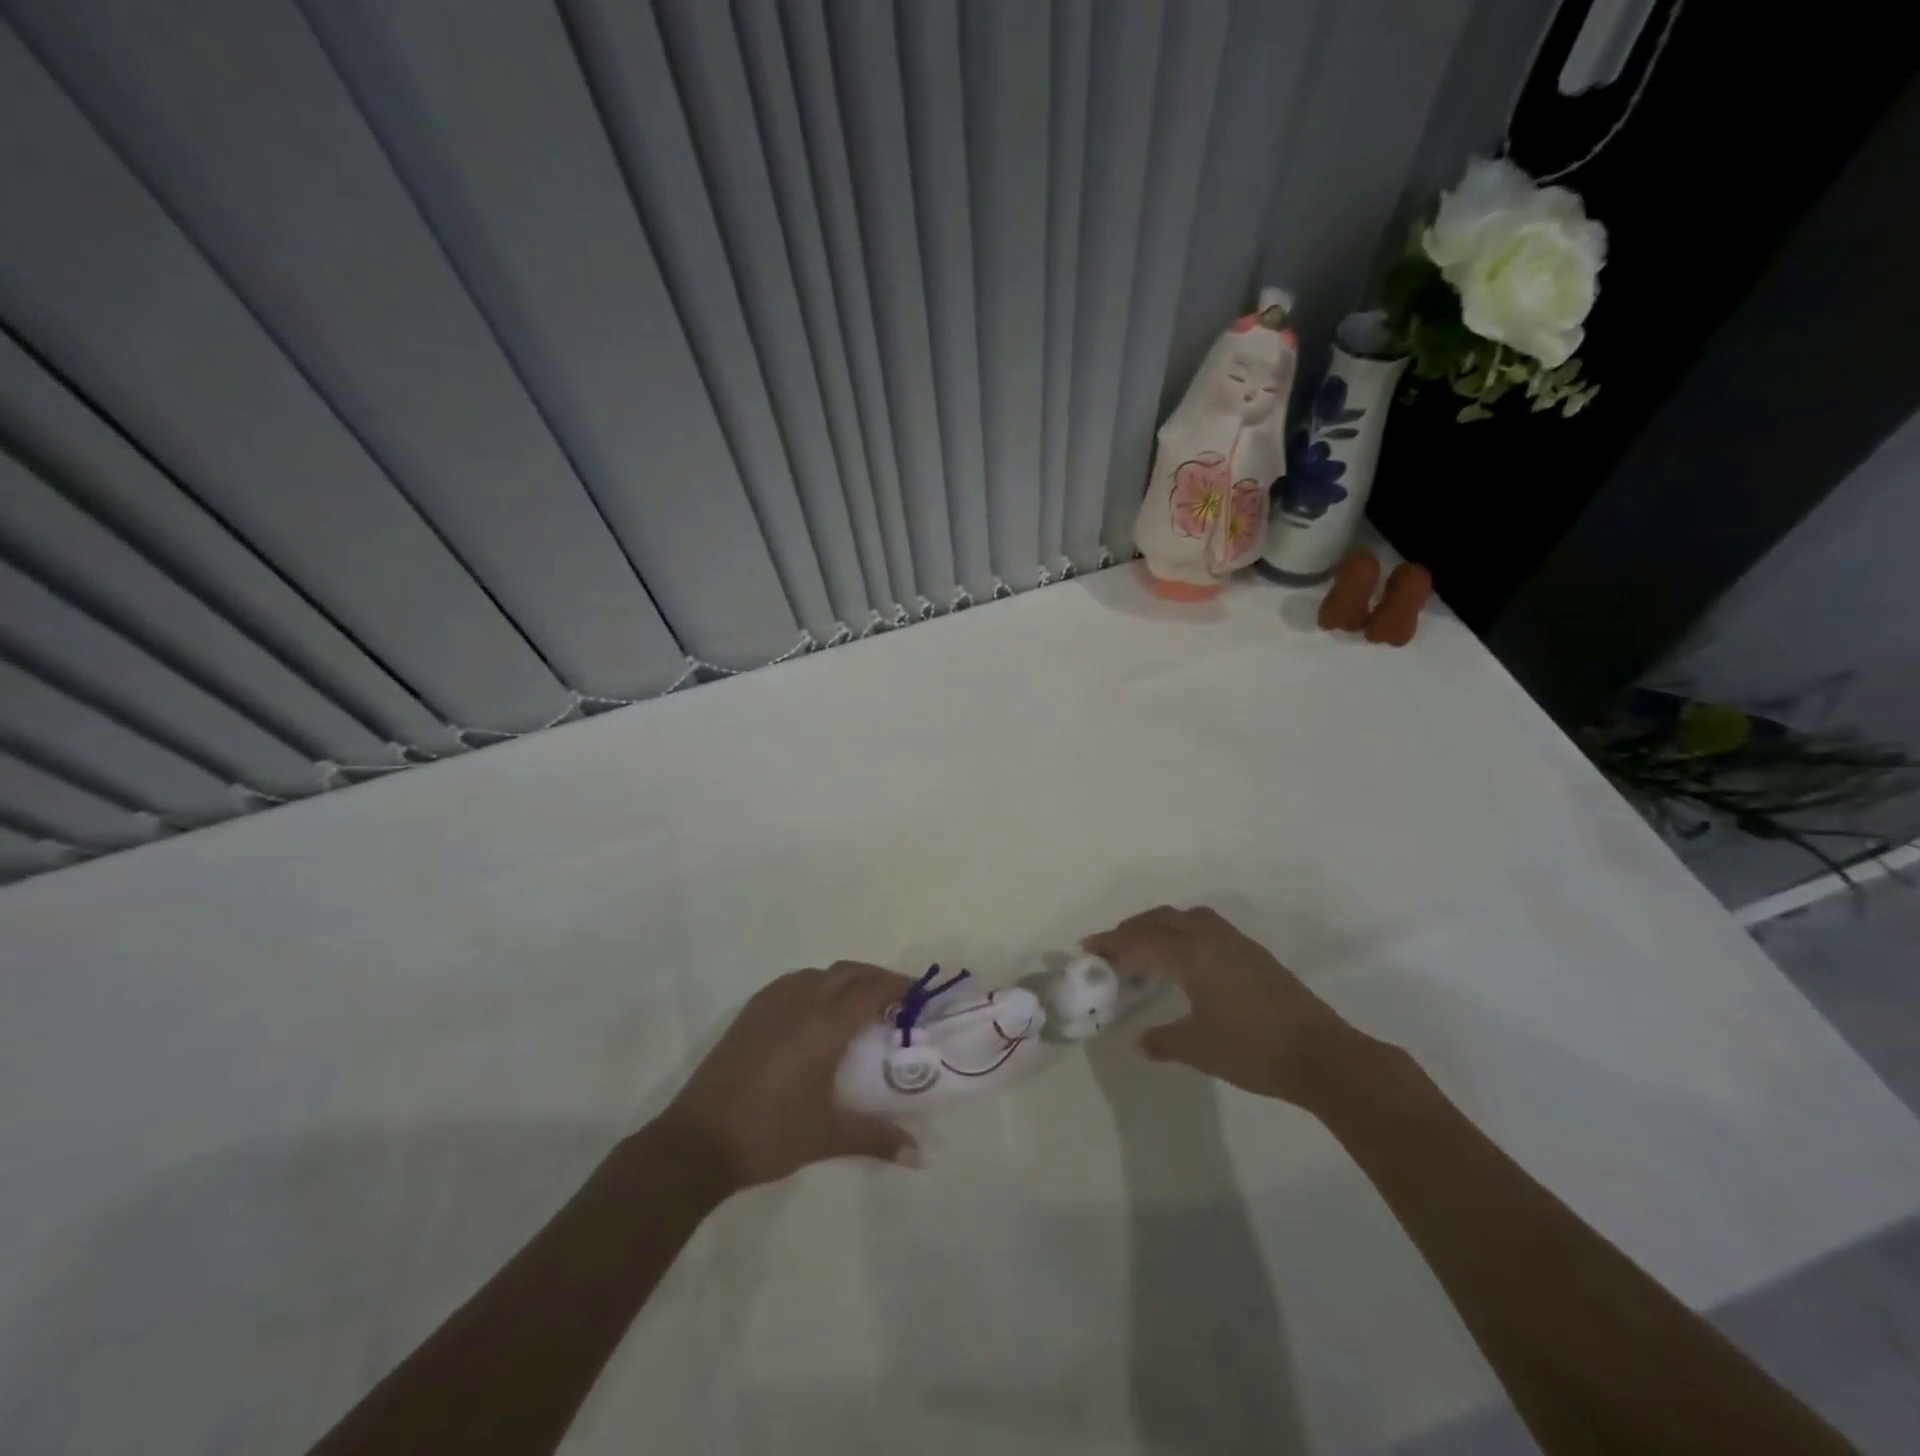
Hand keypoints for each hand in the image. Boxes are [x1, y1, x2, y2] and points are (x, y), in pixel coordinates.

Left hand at [659, 963, 921, 1194]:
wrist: (698, 1141)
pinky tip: (816, 1012)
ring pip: (819, 973)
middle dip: (876, 978)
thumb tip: (921, 1155)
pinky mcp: (751, 1012)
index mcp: (825, 1024)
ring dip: (845, 979)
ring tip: (859, 1004)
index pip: (871, 990)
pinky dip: (817, 984)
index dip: (899, 986)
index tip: (919, 995)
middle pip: (848, 973)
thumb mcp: (829, 1135)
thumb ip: (878, 1137)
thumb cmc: (770, 1133)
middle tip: (897, 998)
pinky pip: (794, 982)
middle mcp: (801, 1001)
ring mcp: (772, 1003)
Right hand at [1084, 905, 1360, 1104]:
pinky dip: (1184, 930)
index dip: (1112, 944)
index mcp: (1193, 956)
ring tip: (1145, 945)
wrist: (1323, 1055)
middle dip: (1132, 928)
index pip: (1142, 942)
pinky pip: (1207, 926)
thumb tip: (1139, 1042)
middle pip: (1163, 919)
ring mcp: (1237, 943)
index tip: (1088, 948)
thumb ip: (1165, 1041)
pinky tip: (1185, 957)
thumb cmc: (1254, 1050)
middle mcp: (1212, 939)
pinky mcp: (1254, 954)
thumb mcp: (1200, 1049)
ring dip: (1161, 924)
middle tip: (1110, 946)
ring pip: (1188, 917)